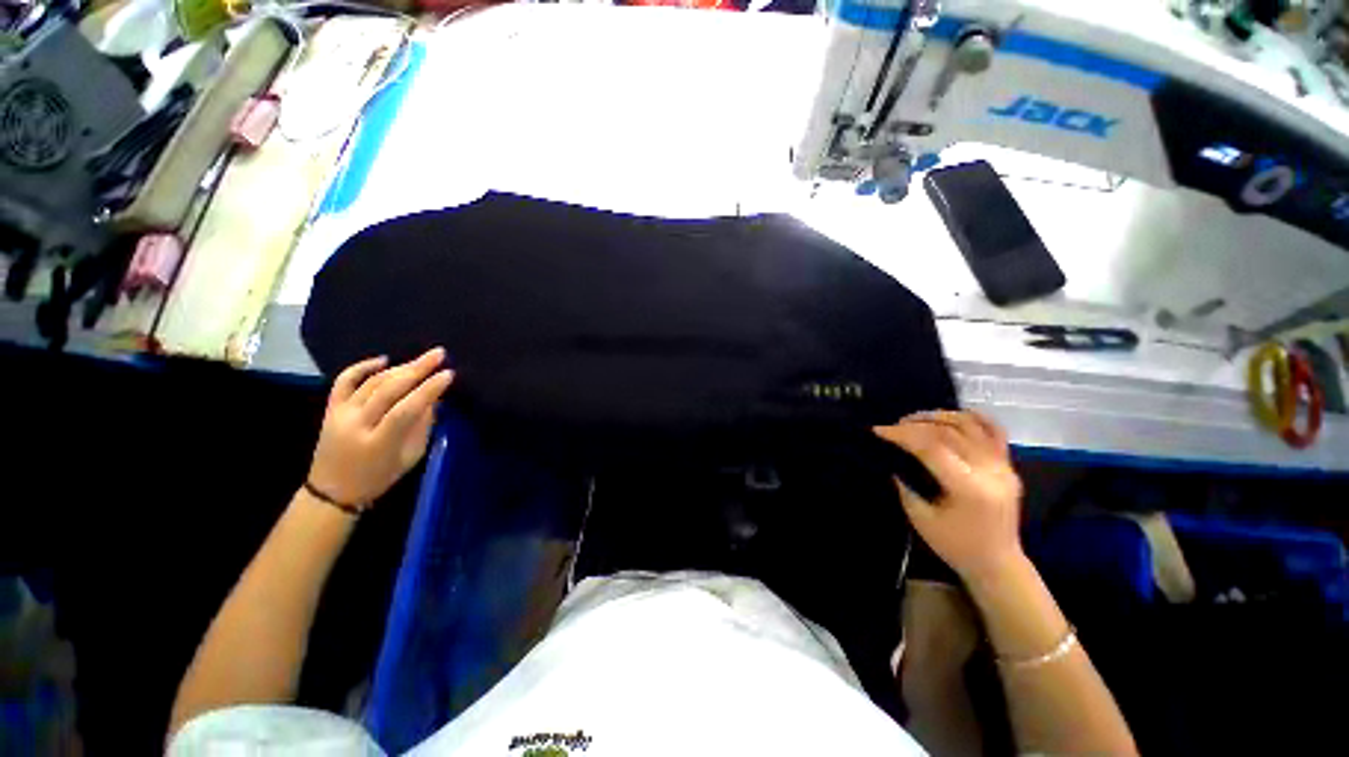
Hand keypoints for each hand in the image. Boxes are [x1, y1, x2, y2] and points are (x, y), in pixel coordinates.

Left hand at [308, 349, 454, 507]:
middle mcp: (356, 424)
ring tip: (422, 359)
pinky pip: (344, 381)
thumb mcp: (410, 457)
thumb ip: (422, 426)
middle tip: (439, 354)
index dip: (429, 390)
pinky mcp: (330, 409)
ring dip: (399, 368)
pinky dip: (362, 367)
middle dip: (417, 369)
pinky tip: (383, 359)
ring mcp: (340, 415)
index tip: (449, 374)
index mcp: (379, 442)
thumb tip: (433, 398)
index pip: (407, 409)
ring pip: (371, 382)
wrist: (332, 491)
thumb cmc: (379, 477)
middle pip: (388, 390)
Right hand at [874, 411, 1023, 581]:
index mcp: (968, 488)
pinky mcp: (1008, 465)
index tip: (879, 431)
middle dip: (915, 424)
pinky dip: (972, 417)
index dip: (902, 435)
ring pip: (970, 425)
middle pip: (949, 432)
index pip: (931, 447)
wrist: (998, 563)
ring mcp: (1003, 466)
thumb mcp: (921, 518)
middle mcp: (989, 471)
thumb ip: (905, 485)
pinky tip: (951, 417)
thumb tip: (892, 459)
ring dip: (938, 416)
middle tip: (893, 426)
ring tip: (915, 419)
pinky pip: (993, 431)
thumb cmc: (955, 546)